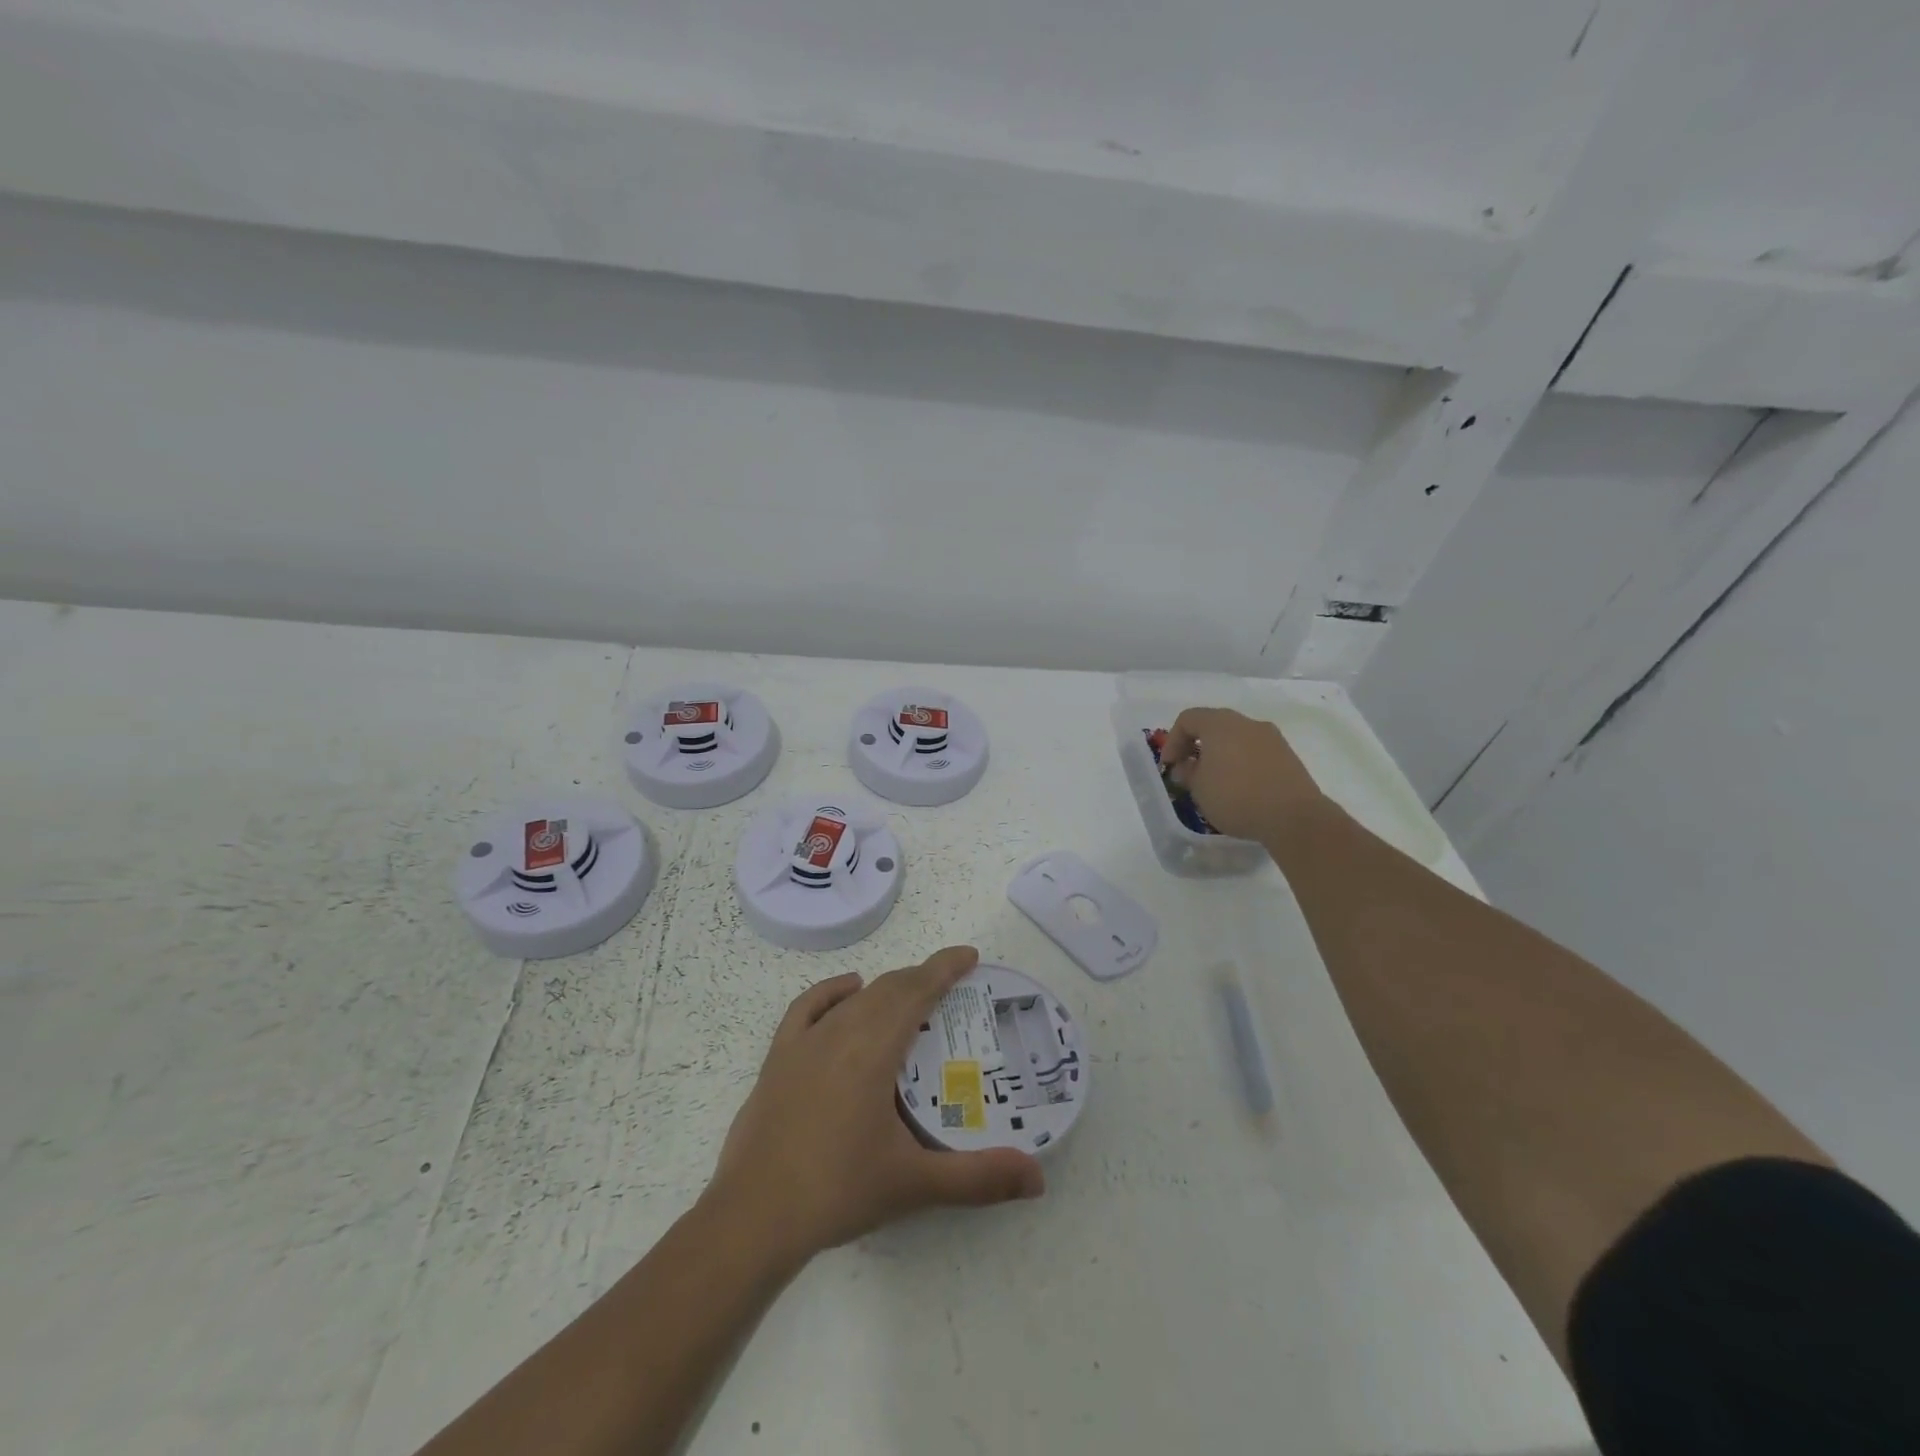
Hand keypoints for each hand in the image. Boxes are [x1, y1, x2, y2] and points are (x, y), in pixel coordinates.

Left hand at [705, 946, 1044, 1266]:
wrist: (753, 1217)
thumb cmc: (838, 1192)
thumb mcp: (915, 1184)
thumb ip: (979, 1178)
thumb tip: (1038, 1178)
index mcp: (873, 1050)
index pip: (916, 991)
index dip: (944, 968)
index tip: (969, 956)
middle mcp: (840, 1032)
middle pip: (888, 989)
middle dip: (922, 978)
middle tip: (951, 986)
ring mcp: (804, 1042)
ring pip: (855, 998)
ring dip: (886, 988)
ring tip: (910, 997)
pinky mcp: (778, 1057)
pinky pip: (808, 1007)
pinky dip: (832, 992)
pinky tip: (847, 993)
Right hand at [1159, 706, 1329, 842]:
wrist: (1293, 816)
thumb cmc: (1236, 797)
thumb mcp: (1198, 788)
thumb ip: (1187, 772)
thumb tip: (1187, 765)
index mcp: (1220, 724)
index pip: (1188, 719)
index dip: (1172, 740)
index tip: (1169, 766)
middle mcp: (1247, 722)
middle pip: (1213, 725)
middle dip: (1196, 745)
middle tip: (1189, 770)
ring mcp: (1271, 737)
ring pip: (1236, 738)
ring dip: (1220, 754)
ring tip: (1214, 781)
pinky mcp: (1287, 755)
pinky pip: (1255, 751)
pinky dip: (1241, 762)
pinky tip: (1240, 787)